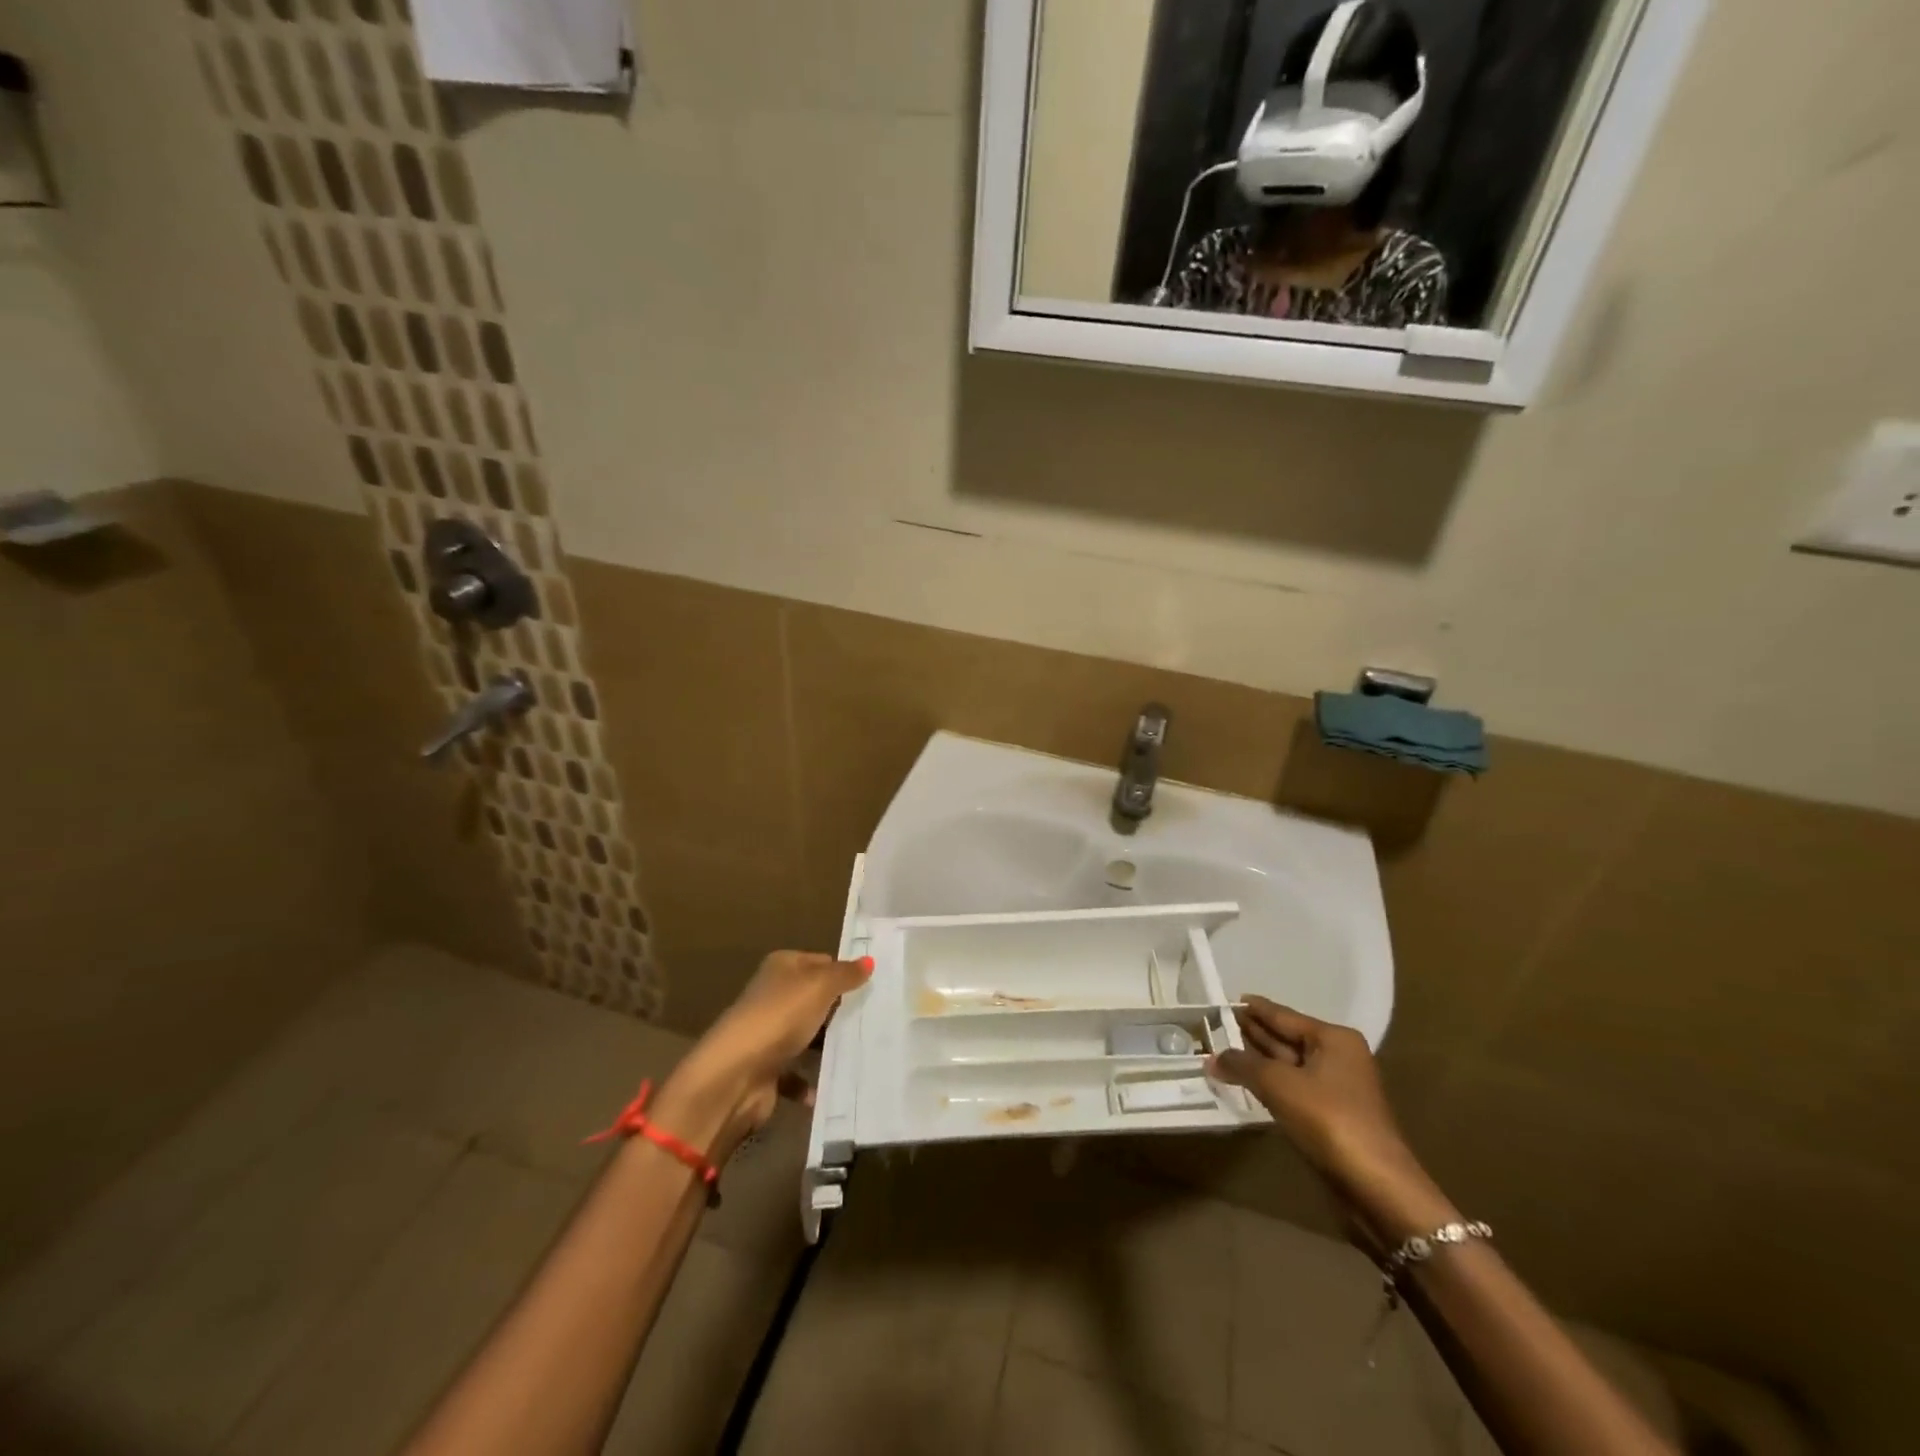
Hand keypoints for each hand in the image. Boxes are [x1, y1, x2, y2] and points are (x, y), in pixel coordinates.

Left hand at [652, 951, 871, 1164]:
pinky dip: (811, 1080)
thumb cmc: (780, 1017)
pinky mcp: (767, 1068)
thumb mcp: (819, 987)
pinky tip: (832, 1084)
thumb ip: (845, 974)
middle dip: (840, 1009)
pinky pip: (796, 1072)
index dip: (844, 971)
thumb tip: (869, 961)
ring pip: (807, 1034)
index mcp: (781, 967)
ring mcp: (768, 1033)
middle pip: (814, 998)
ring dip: (828, 1044)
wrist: (735, 1075)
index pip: (820, 961)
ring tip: (863, 1049)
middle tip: (875, 1017)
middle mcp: (772, 996)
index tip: (873, 986)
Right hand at [1208, 997, 1450, 1238]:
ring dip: (1258, 1060)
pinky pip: (1292, 1088)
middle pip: (1287, 1038)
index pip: (1284, 1015)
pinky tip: (1246, 1082)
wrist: (1376, 1186)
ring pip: (1288, 1065)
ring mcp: (1336, 1088)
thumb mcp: (1278, 1085)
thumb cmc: (1329, 1120)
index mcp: (1333, 1039)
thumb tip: (1212, 1058)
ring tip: (1223, 1050)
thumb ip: (1242, 1065)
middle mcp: (1338, 1057)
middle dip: (1253, 1033)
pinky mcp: (1331, 1116)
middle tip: (1217, 1024)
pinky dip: (1269, 1084)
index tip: (1227, 999)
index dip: (1255, 1008)